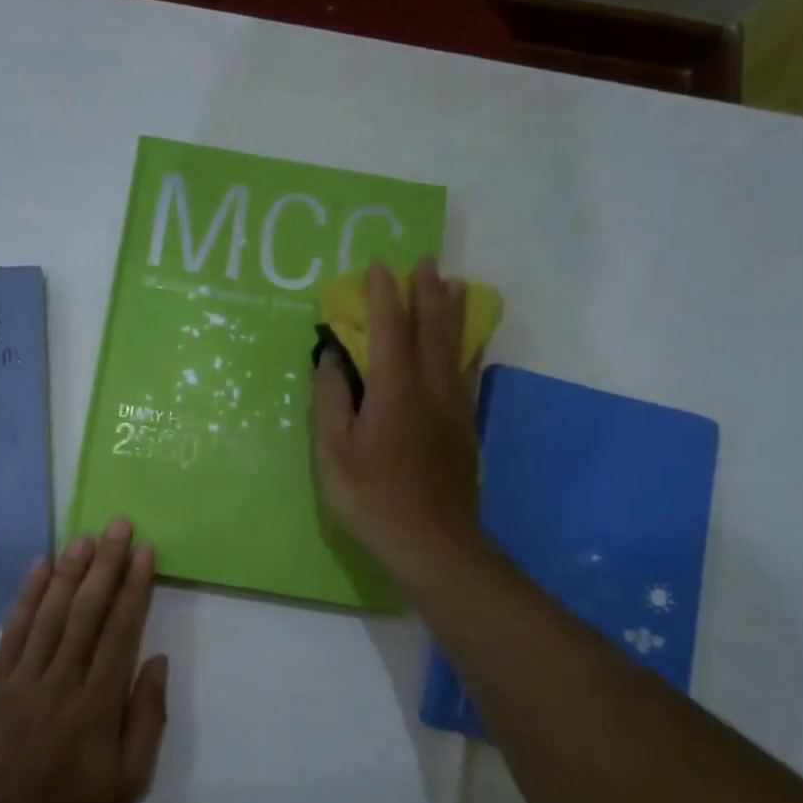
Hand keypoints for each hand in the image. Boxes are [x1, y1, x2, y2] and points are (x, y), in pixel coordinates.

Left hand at [0, 518, 168, 802]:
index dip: (134, 587)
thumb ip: (147, 717)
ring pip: (51, 613)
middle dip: (105, 564)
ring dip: (70, 571)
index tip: (144, 552)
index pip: (120, 630)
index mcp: (98, 702)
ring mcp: (23, 678)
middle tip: (118, 525)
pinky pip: (13, 630)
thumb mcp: (132, 779)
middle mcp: (62, 680)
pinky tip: (40, 567)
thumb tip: (155, 660)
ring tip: (85, 536)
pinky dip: (27, 596)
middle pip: (87, 611)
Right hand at [314, 259, 485, 587]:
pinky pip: (470, 371)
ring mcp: (454, 406)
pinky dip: (469, 345)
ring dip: (453, 310)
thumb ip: (332, 398)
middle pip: (431, 327)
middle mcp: (430, 387)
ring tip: (454, 284)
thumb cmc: (372, 498)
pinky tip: (469, 341)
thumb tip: (332, 356)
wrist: (432, 542)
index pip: (389, 328)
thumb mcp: (335, 451)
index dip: (383, 295)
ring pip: (457, 345)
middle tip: (424, 261)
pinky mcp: (466, 425)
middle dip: (427, 290)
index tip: (377, 267)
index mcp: (394, 390)